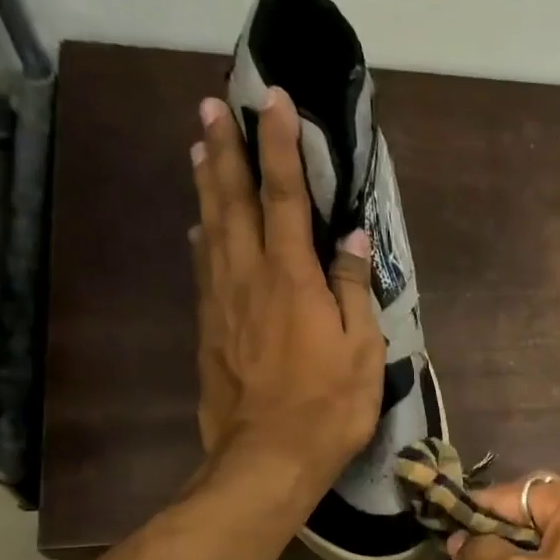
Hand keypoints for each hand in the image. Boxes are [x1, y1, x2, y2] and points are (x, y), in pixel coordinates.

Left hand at [190, 90, 383, 501]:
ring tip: (198, 147)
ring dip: (205, 183)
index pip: (285, 196)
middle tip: (212, 106)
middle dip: (224, 149)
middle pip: (232, 200)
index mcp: (291, 277)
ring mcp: (221, 302)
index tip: (275, 101)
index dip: (280, 146)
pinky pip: (203, 267)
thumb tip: (353, 240)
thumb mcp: (361, 350)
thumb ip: (353, 290)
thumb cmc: (328, 406)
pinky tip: (199, 226)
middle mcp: (248, 276)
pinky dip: (202, 235)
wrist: (268, 458)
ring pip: (209, 227)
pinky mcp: (208, 328)